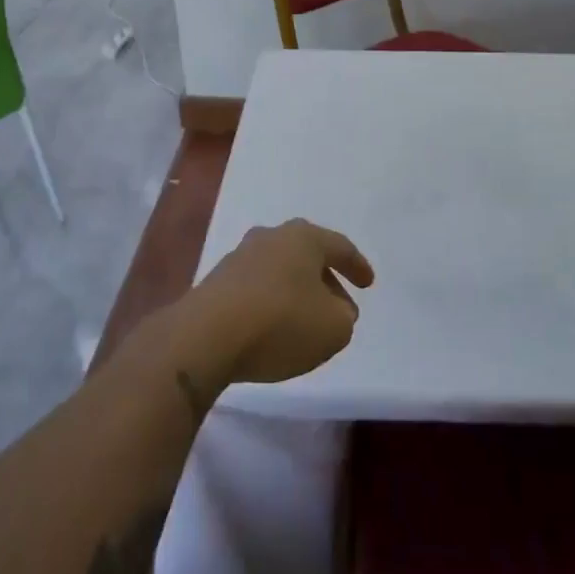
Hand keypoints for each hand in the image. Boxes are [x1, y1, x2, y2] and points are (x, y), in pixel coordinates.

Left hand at [172, 219, 374, 394]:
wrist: (206, 336)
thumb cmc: (281, 322)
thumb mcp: (333, 328)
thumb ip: (343, 317)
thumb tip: (334, 310)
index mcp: (303, 237)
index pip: (339, 246)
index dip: (357, 266)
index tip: (368, 284)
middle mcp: (270, 237)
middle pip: (306, 254)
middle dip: (325, 278)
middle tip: (339, 303)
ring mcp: (239, 257)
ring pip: (279, 270)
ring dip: (296, 291)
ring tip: (306, 320)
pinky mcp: (216, 283)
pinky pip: (256, 289)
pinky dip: (271, 303)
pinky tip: (273, 327)